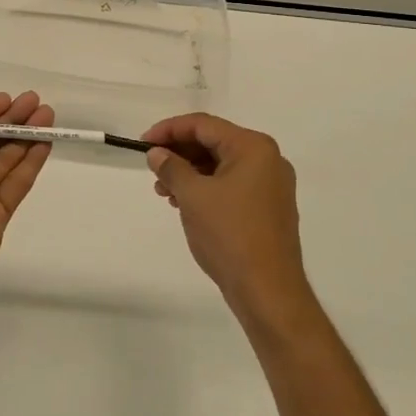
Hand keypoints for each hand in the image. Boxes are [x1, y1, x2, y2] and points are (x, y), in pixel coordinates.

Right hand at [141, 114, 311, 329]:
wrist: (268, 290)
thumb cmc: (229, 234)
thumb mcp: (192, 196)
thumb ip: (171, 167)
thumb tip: (157, 154)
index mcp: (253, 148)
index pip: (203, 125)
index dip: (169, 130)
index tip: (143, 144)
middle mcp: (268, 160)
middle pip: (214, 143)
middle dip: (179, 153)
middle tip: (152, 168)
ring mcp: (271, 185)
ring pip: (221, 165)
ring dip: (190, 173)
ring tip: (163, 191)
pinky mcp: (269, 208)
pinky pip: (231, 185)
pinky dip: (206, 188)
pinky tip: (184, 203)